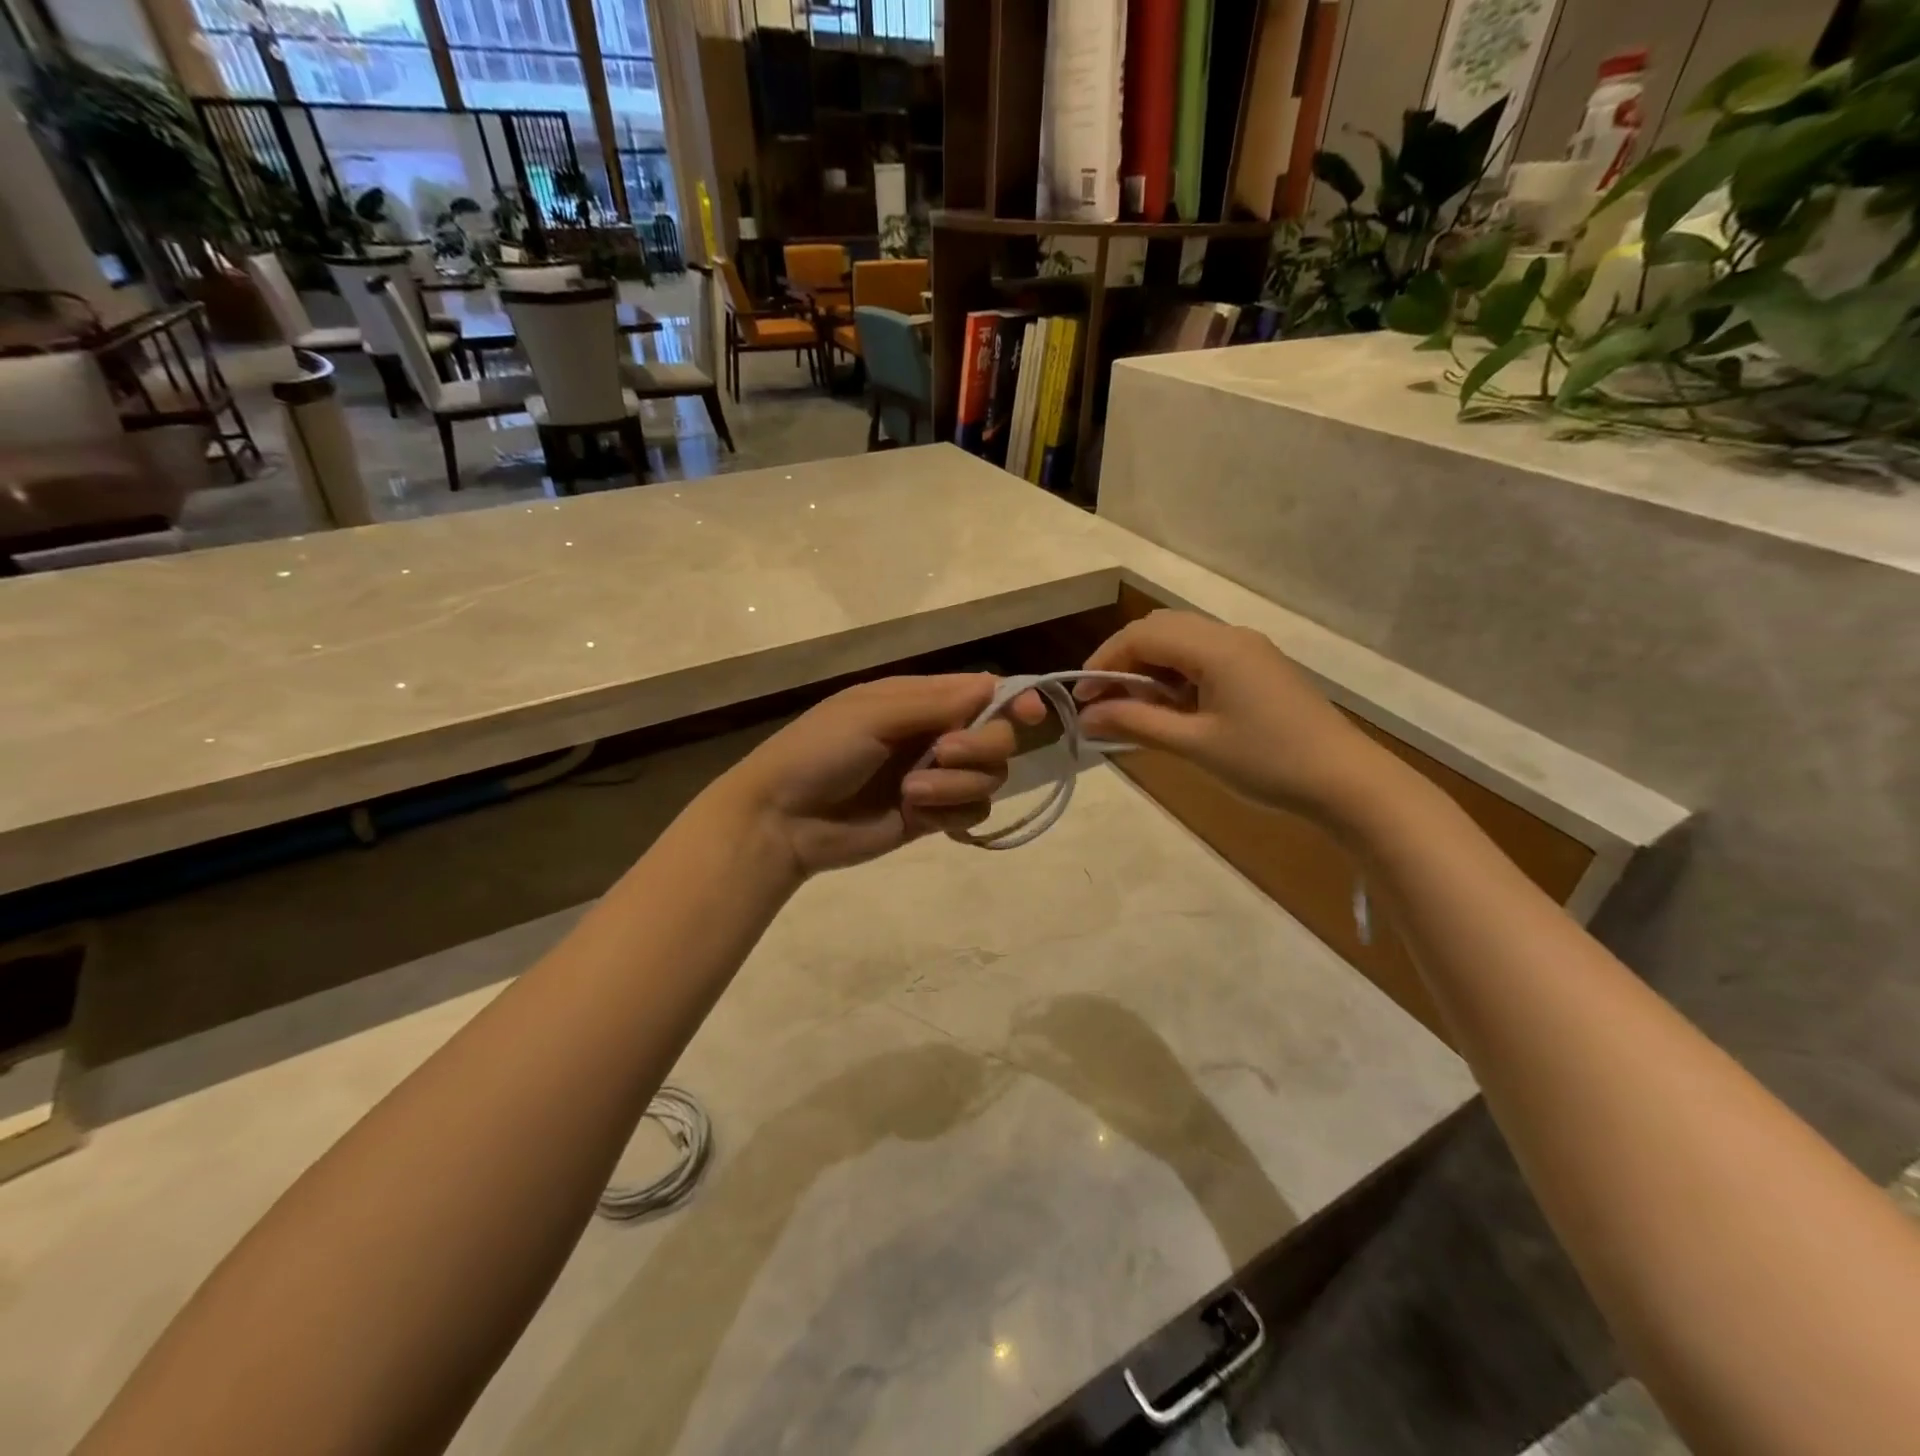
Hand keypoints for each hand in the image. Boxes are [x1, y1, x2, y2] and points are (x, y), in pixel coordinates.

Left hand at [721, 673, 1045, 875]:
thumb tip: (998, 686)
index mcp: (921, 700)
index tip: (1032, 715)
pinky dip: (951, 814)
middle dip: (979, 747)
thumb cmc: (820, 751)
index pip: (985, 693)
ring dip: (957, 786)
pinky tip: (916, 816)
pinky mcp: (932, 817)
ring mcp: (936, 778)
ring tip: (911, 793)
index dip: (1015, 701)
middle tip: (942, 754)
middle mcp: (936, 735)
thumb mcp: (873, 713)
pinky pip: (972, 813)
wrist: (784, 819)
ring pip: (989, 779)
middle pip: (998, 737)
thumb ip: (937, 702)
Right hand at [1075, 611, 1387, 821]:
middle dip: (1123, 660)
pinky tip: (1172, 709)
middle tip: (1102, 702)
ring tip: (1133, 709)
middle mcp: (1231, 636)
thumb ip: (1135, 722)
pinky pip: (1204, 657)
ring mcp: (1249, 651)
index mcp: (1215, 647)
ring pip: (1182, 642)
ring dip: (1150, 668)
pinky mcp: (1259, 669)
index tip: (1080, 699)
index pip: (1141, 636)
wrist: (1347, 782)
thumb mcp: (1194, 744)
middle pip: (1160, 629)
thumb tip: (1085, 716)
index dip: (1103, 662)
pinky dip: (1176, 675)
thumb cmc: (1267, 762)